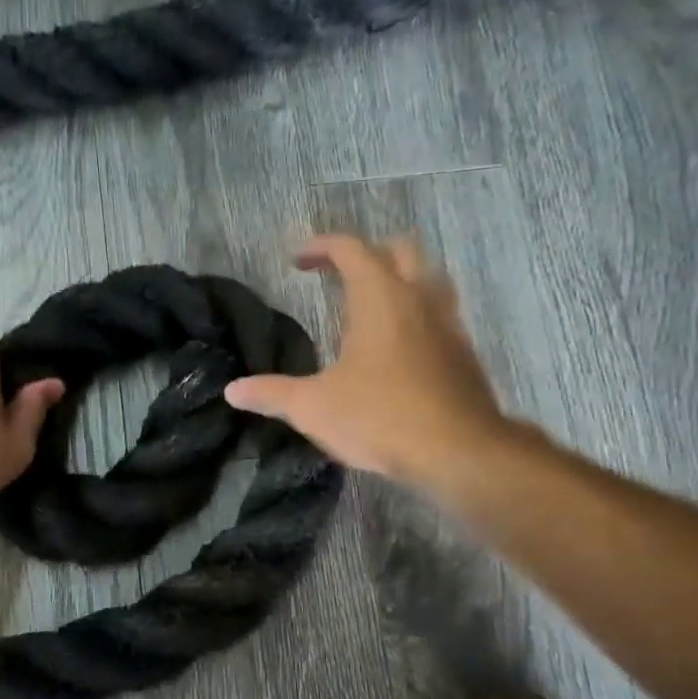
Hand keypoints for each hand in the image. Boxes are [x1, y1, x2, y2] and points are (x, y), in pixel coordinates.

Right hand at [225, 235, 533, 497]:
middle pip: (398, 250)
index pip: (350, 249)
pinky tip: (400, 348)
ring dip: (400, 280)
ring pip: (428, 279)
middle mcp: (418, 298)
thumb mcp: (314, 408)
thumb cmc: (381, 418)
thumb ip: (272, 394)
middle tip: (338, 276)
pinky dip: (418, 315)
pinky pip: (441, 314)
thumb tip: (232, 391)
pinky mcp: (464, 353)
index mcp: (379, 298)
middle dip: (366, 254)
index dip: (321, 246)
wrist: (458, 452)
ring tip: (372, 306)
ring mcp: (448, 324)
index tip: (297, 261)